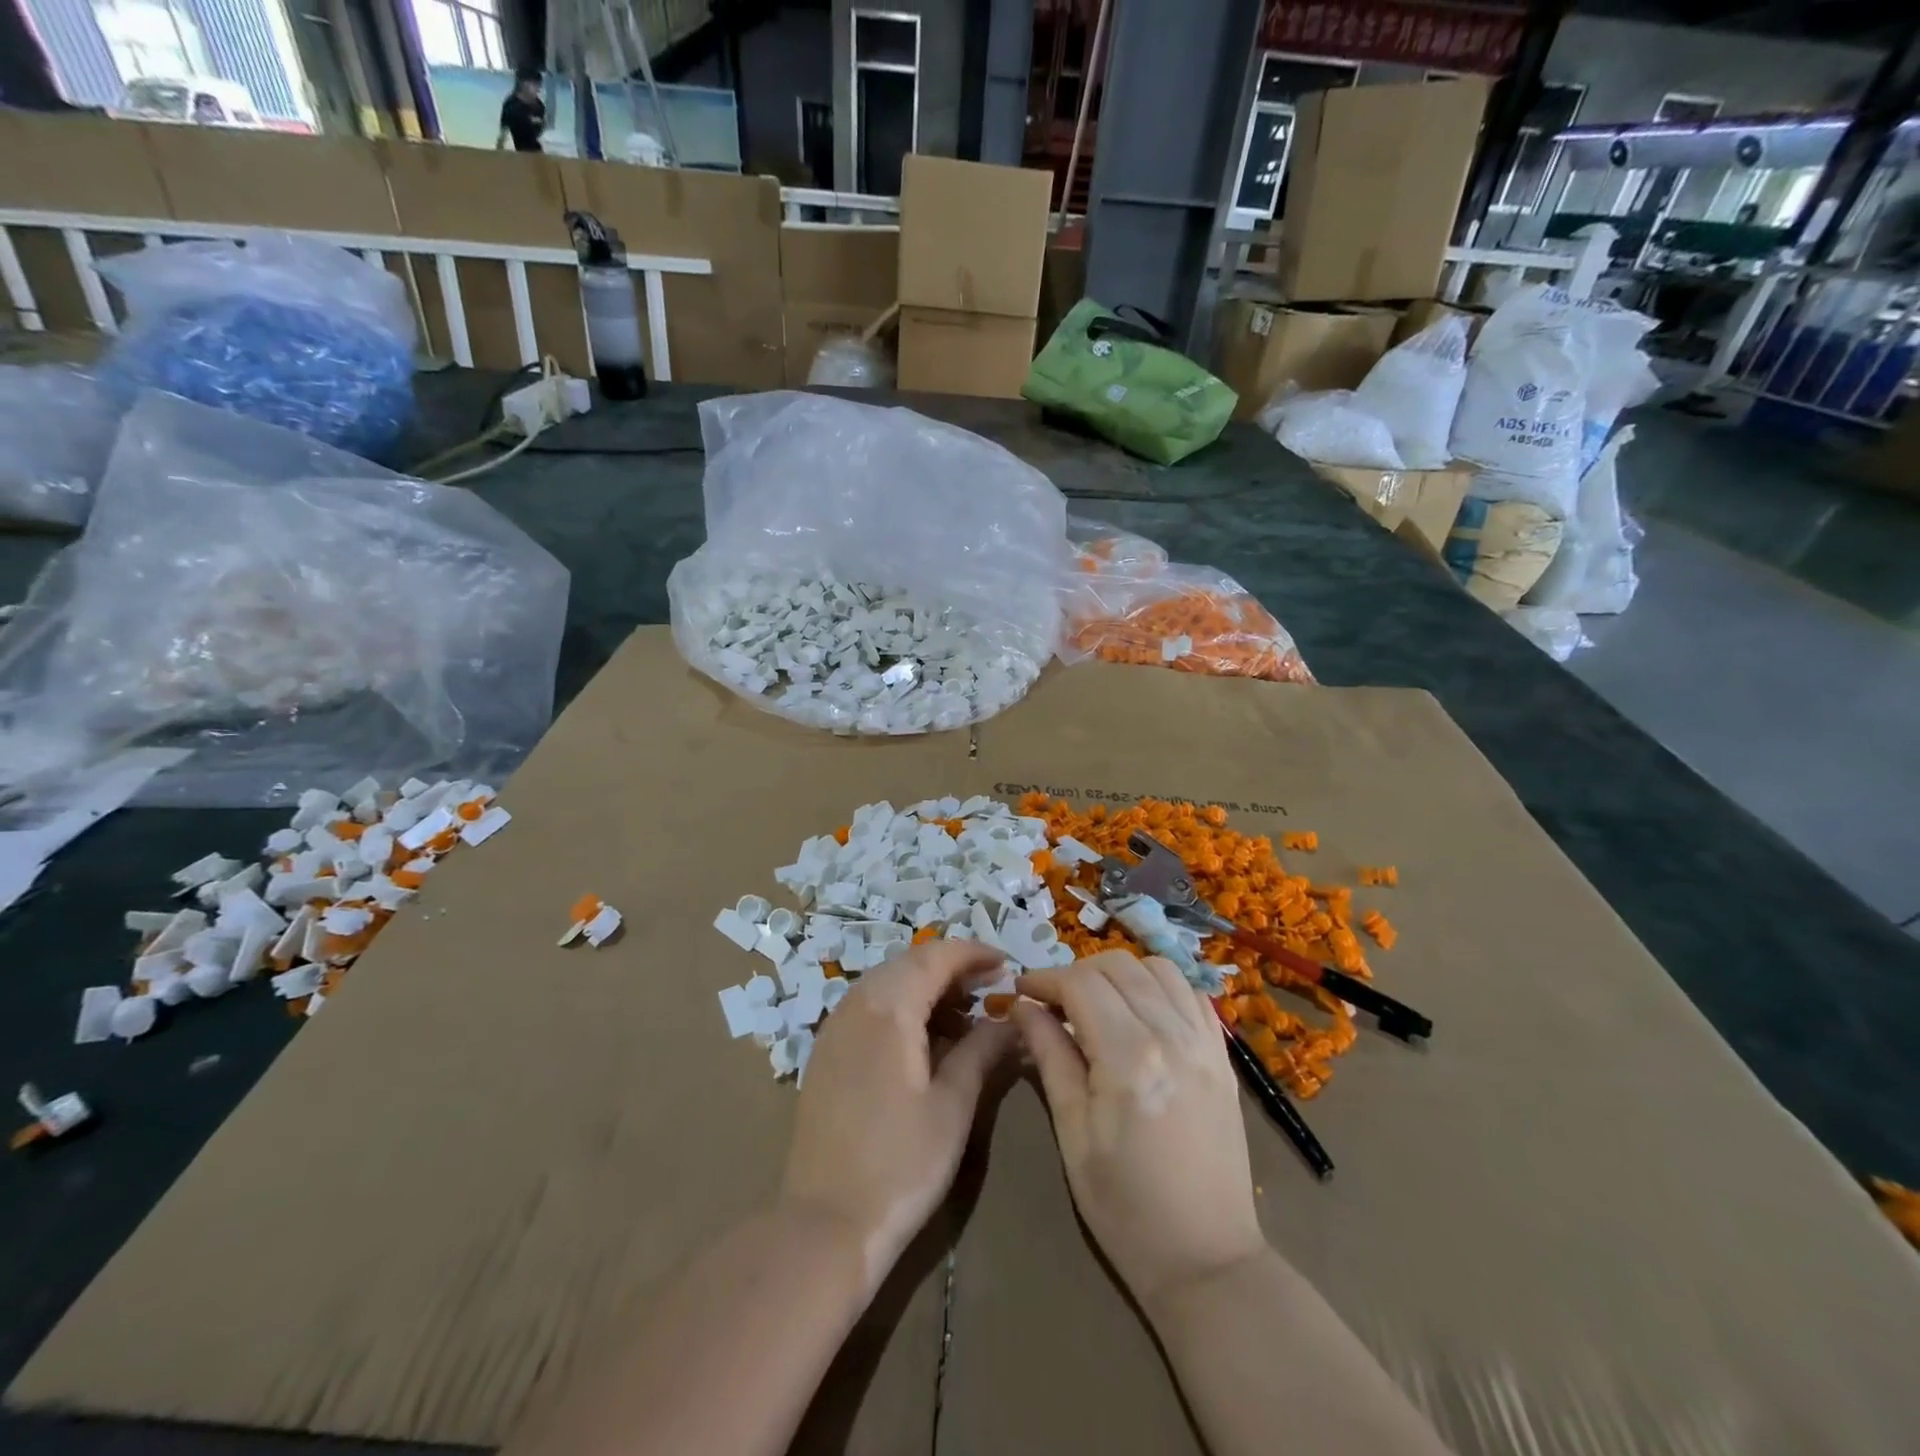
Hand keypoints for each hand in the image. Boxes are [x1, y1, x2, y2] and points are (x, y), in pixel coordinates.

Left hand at [781, 942, 1017, 1295]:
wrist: (825, 1224)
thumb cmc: (900, 1164)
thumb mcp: (953, 1105)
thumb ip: (982, 1050)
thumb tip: (1010, 1020)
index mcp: (888, 1007)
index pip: (934, 957)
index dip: (972, 954)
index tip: (1006, 965)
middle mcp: (856, 1005)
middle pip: (908, 965)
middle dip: (951, 969)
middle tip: (990, 989)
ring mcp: (835, 1029)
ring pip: (887, 985)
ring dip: (926, 989)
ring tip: (964, 1017)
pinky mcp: (826, 1054)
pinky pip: (869, 1009)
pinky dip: (902, 1009)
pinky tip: (925, 1042)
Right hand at [1014, 952, 1265, 1308]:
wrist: (1206, 1259)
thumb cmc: (1124, 1206)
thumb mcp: (1073, 1134)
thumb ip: (1050, 1057)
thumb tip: (1024, 1007)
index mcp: (1129, 1057)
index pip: (1080, 984)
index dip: (1044, 979)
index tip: (1021, 991)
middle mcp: (1171, 1035)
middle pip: (1118, 966)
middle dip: (1077, 972)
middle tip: (1054, 1002)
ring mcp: (1204, 1042)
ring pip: (1157, 968)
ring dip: (1119, 973)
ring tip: (1097, 1002)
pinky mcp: (1222, 1055)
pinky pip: (1191, 993)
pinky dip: (1159, 986)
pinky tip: (1140, 1012)